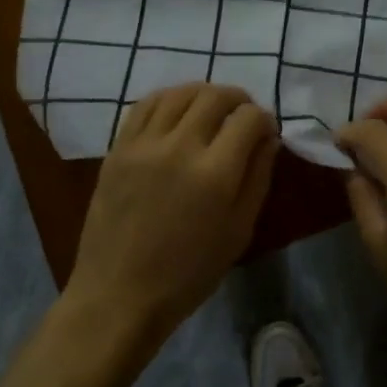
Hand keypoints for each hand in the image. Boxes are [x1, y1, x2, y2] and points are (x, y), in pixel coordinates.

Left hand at [65, 84, 278, 348]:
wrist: (120, 293)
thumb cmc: (188, 273)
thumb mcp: (239, 231)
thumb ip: (257, 177)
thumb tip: (268, 138)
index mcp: (215, 174)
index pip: (249, 118)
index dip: (265, 119)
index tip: (266, 132)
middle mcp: (180, 147)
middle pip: (215, 96)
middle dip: (238, 99)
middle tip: (243, 116)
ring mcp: (143, 144)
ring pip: (179, 93)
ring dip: (203, 94)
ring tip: (211, 109)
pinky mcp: (118, 148)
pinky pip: (145, 105)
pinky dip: (168, 99)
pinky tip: (176, 111)